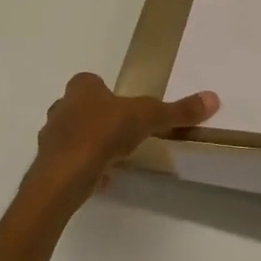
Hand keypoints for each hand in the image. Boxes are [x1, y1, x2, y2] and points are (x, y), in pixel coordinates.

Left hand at [24, 72, 219, 213]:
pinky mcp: (48, 163)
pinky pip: (69, 161)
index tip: (125, 108)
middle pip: (81, 108)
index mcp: (81, 87)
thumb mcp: (147, 117)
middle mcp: (61, 106)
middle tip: (122, 133)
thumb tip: (212, 98)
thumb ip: (177, 110)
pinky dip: (83, 167)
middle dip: (99, 118)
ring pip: (73, 135)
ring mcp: (51, 136)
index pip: (92, 82)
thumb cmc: (103, 133)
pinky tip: (101, 179)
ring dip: (90, 144)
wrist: (64, 174)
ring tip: (113, 158)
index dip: (107, 93)